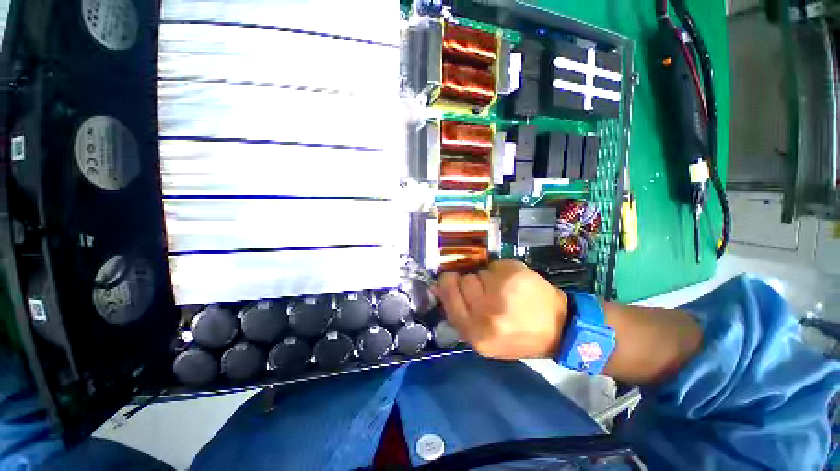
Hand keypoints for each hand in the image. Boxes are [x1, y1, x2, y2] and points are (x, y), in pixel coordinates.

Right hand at [434, 260, 567, 359]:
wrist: (559, 329)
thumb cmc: (517, 337)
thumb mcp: (484, 339)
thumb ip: (459, 315)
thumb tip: (438, 288)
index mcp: (475, 332)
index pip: (448, 295)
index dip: (448, 285)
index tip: (452, 281)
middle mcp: (486, 312)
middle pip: (462, 281)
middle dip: (471, 284)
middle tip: (486, 294)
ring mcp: (501, 291)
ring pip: (479, 272)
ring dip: (487, 279)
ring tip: (503, 292)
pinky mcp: (515, 275)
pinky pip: (495, 265)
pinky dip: (501, 271)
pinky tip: (514, 284)